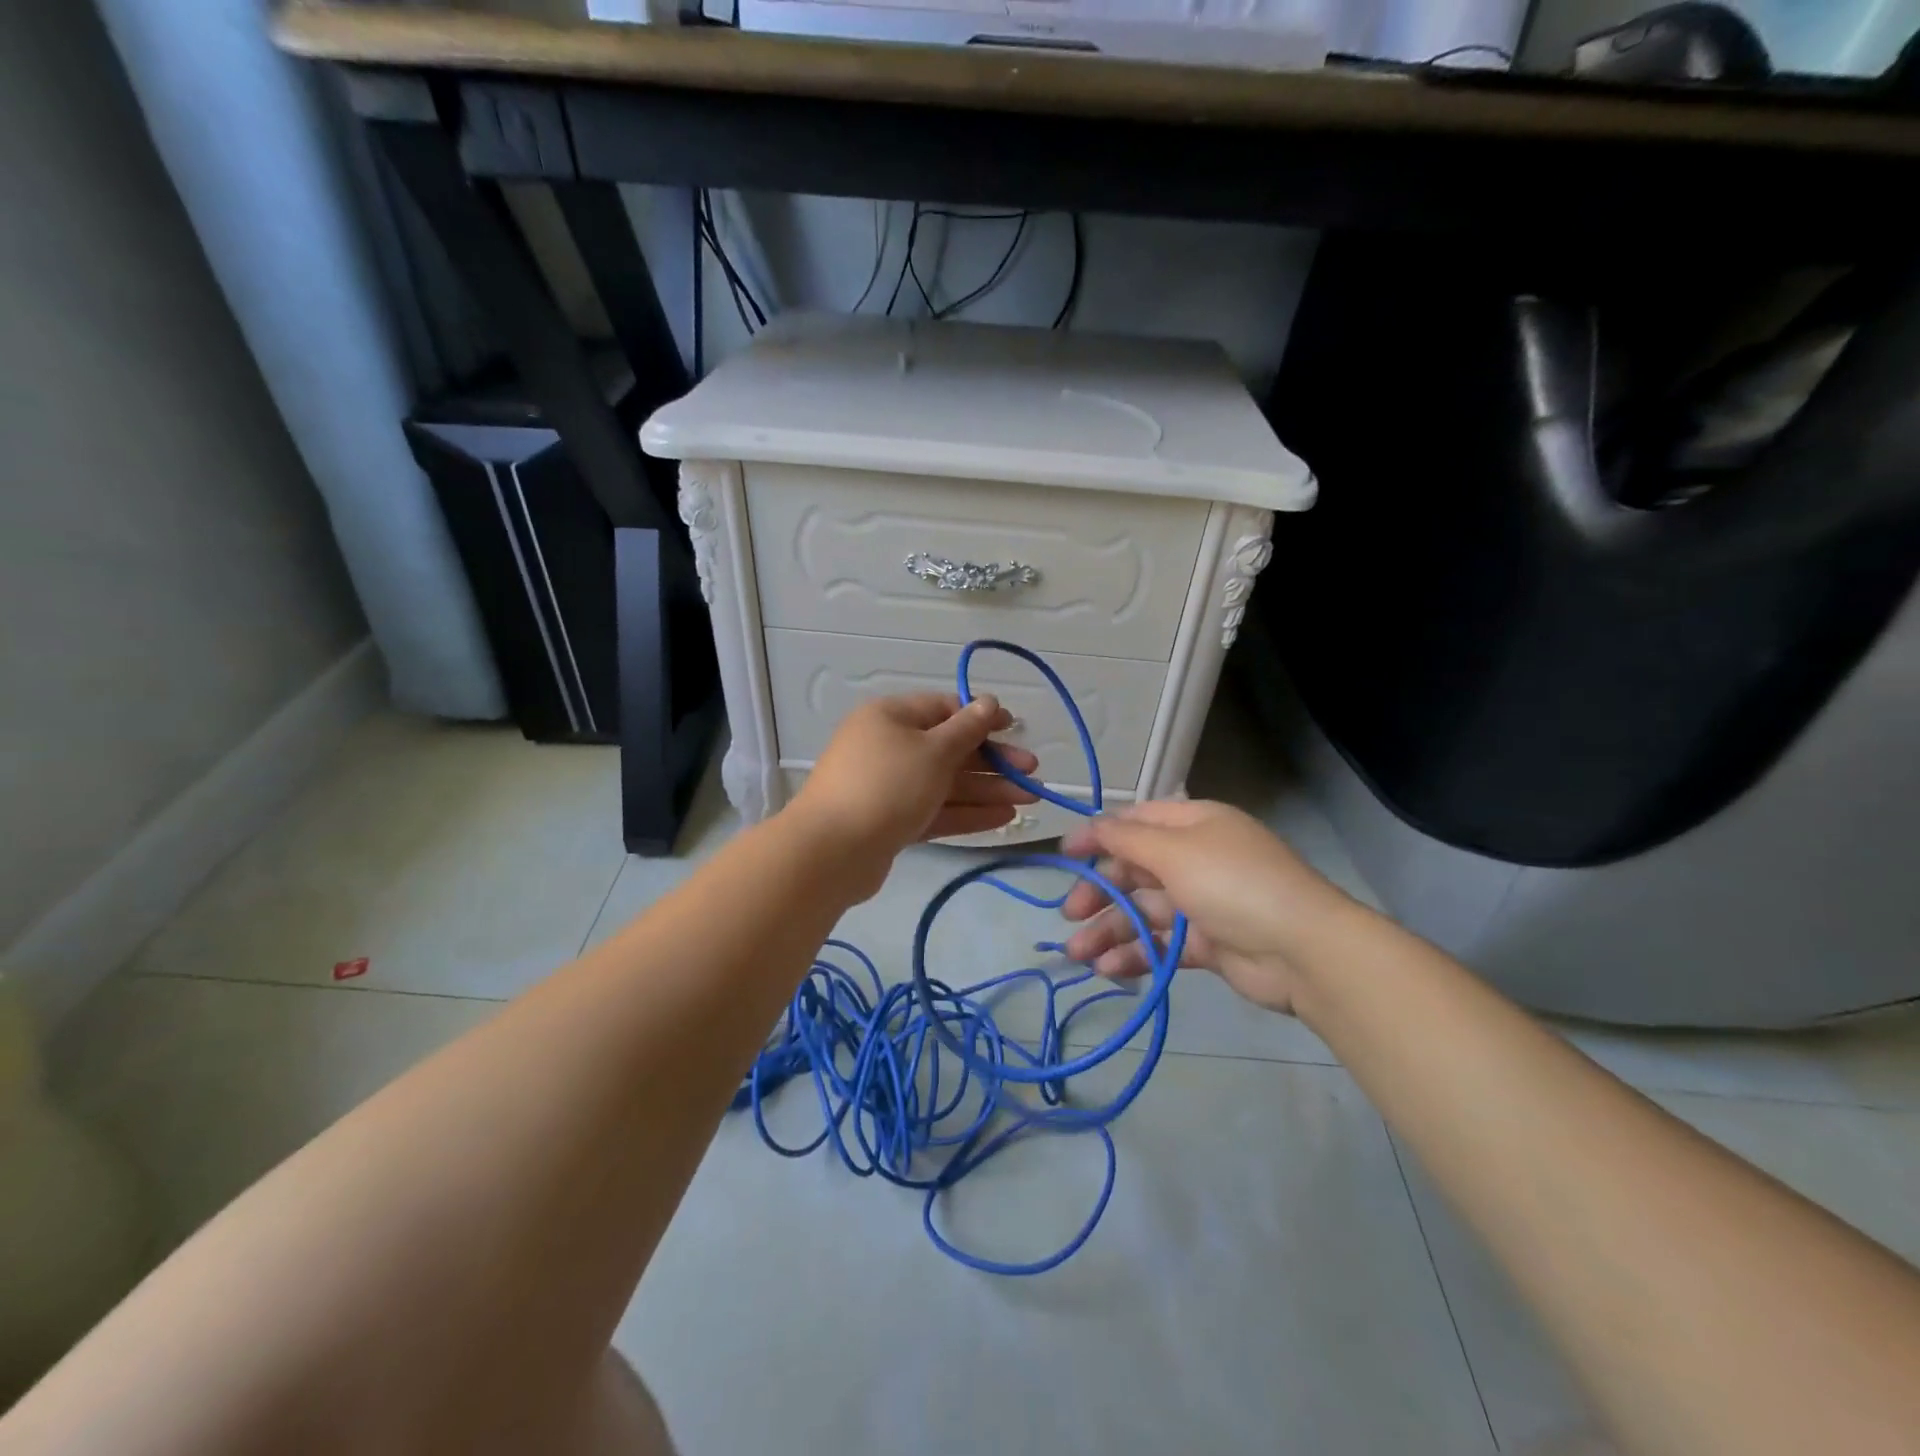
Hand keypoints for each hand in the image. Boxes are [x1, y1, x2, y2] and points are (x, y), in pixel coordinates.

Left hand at [790, 692, 1038, 895]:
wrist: (832, 851)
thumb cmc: (887, 785)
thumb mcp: (933, 751)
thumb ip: (967, 728)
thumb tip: (989, 702)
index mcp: (891, 717)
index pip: (944, 709)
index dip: (982, 718)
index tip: (1016, 729)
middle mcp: (889, 747)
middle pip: (949, 749)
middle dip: (992, 761)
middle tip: (1032, 773)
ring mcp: (889, 787)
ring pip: (945, 783)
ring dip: (987, 790)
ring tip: (1029, 800)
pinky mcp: (891, 821)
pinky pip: (935, 810)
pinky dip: (967, 813)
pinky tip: (1003, 819)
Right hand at [1057, 799, 1356, 1014]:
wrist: (1303, 950)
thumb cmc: (1233, 884)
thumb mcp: (1175, 851)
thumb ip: (1126, 839)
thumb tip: (1092, 824)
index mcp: (1193, 824)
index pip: (1135, 823)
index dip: (1098, 836)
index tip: (1064, 855)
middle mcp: (1195, 858)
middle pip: (1134, 870)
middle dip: (1099, 892)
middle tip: (1070, 915)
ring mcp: (1202, 902)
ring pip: (1143, 911)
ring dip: (1109, 930)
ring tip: (1079, 954)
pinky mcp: (1207, 943)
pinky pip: (1161, 943)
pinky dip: (1135, 954)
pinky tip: (1109, 969)